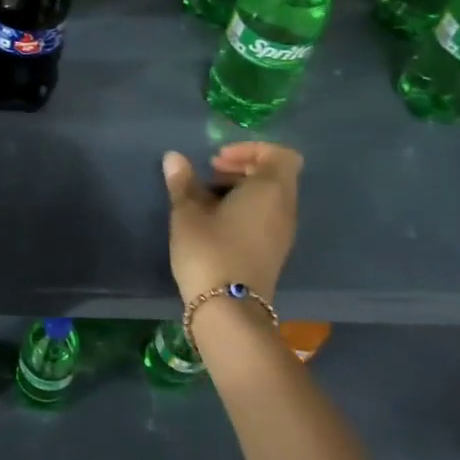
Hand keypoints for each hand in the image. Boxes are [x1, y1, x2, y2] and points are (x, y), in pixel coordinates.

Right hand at [161, 142, 301, 305]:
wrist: (228, 310)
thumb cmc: (209, 250)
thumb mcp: (188, 212)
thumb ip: (183, 181)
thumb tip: (174, 157)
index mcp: (271, 190)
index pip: (279, 154)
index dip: (249, 149)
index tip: (217, 159)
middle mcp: (285, 208)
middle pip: (274, 174)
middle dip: (242, 167)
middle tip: (209, 174)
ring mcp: (283, 233)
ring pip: (269, 196)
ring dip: (241, 189)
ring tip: (206, 198)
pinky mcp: (274, 252)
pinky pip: (266, 216)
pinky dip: (245, 209)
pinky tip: (215, 222)